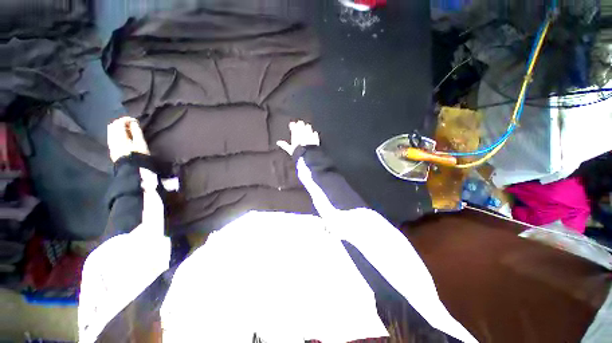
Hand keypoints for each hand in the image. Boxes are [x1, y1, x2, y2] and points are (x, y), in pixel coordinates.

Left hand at [107, 117, 149, 162]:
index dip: (126, 119)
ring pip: (111, 131)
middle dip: (121, 123)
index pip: (119, 123)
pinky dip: (117, 133)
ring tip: (128, 130)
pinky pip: (111, 137)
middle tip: (131, 124)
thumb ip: (136, 131)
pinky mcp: (111, 149)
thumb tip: (133, 122)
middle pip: (113, 125)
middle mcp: (112, 138)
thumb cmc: (139, 155)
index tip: (135, 120)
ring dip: (118, 128)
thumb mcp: (140, 143)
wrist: (132, 169)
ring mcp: (110, 144)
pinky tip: (124, 137)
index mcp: (119, 136)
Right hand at [277, 120, 319, 155]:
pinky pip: (315, 133)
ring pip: (308, 127)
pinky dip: (314, 133)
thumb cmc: (298, 153)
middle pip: (301, 125)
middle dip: (300, 124)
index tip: (292, 124)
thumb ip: (285, 145)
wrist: (308, 156)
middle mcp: (303, 133)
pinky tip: (313, 133)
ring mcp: (309, 135)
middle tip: (299, 124)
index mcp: (296, 135)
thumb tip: (278, 142)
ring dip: (307, 127)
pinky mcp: (315, 138)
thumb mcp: (290, 150)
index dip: (293, 125)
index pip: (293, 127)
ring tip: (306, 127)